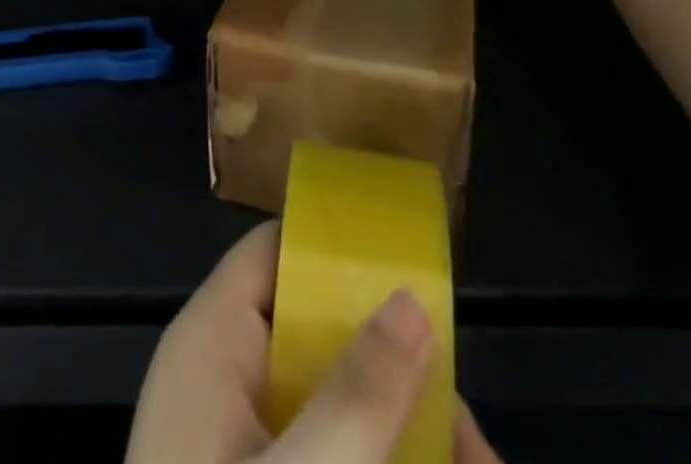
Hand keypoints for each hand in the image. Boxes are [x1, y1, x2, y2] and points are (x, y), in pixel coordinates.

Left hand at [125, 221, 505, 463]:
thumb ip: (358, 393)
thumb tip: (412, 298)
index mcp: (214, 339)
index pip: (274, 250)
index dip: (337, 248)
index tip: (414, 271)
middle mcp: (227, 376)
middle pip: (319, 335)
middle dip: (400, 378)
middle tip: (475, 443)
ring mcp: (243, 442)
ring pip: (336, 407)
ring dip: (407, 439)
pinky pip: (330, 454)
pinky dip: (379, 461)